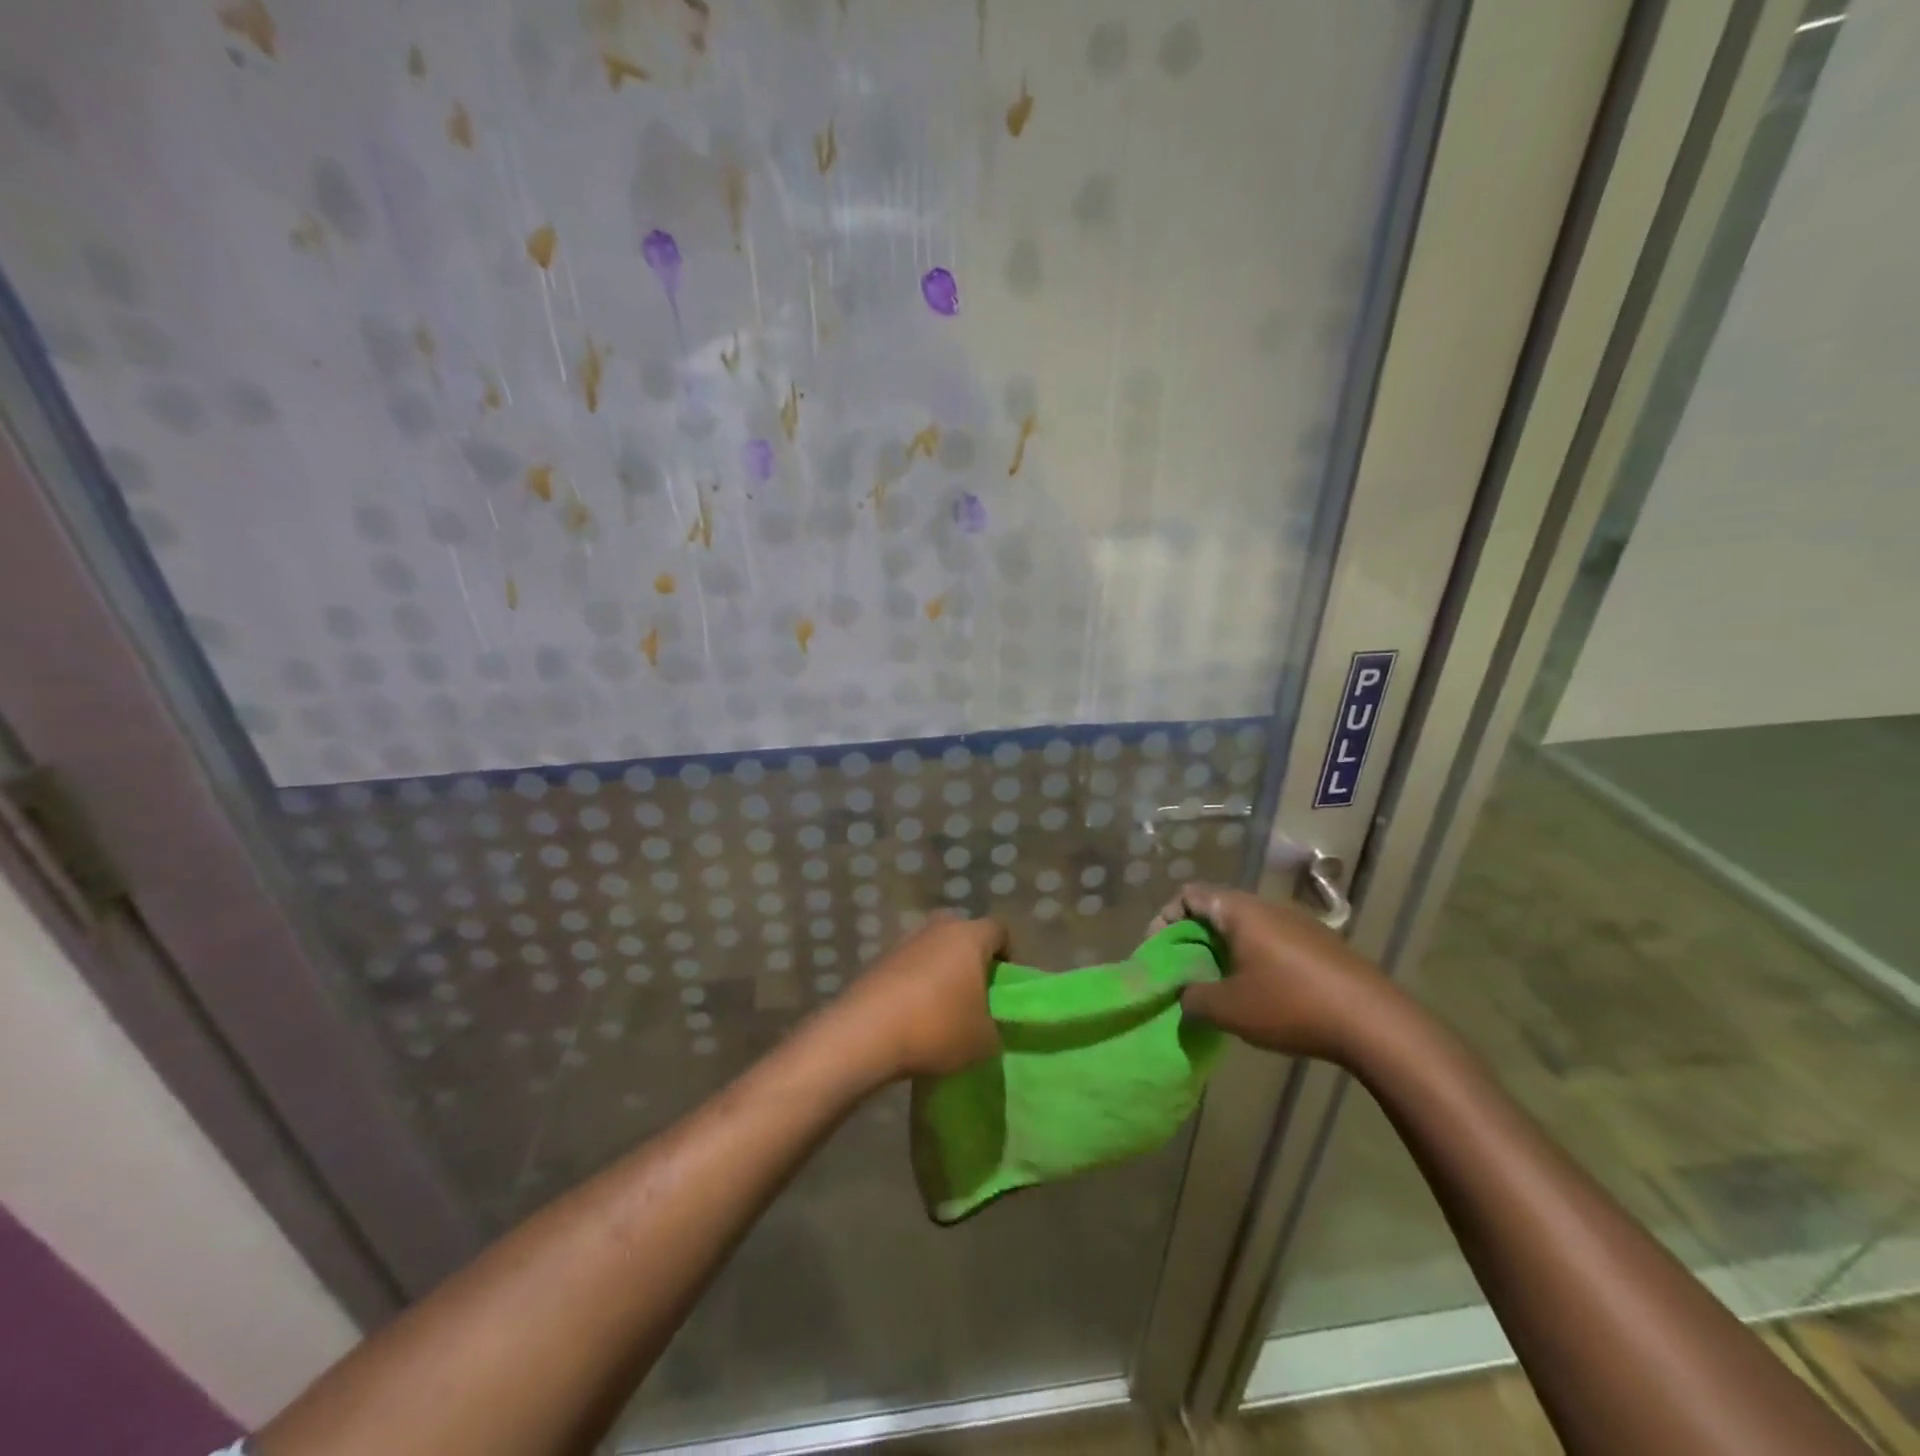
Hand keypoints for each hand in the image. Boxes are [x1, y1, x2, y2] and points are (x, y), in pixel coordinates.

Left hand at [829, 913, 1006, 1080]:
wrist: (865, 1034)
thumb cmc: (936, 1027)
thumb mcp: (983, 1041)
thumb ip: (995, 1028)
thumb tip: (988, 1026)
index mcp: (969, 936)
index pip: (999, 930)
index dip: (1008, 955)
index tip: (1004, 987)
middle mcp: (936, 928)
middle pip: (963, 934)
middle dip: (971, 960)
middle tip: (975, 994)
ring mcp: (904, 942)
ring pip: (933, 950)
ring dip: (940, 972)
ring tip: (941, 1010)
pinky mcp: (878, 961)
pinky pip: (908, 966)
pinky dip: (914, 984)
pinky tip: (913, 1017)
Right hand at [1149, 883, 1398, 1063]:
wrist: (1377, 1024)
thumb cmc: (1291, 1005)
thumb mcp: (1229, 1008)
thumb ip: (1193, 997)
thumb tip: (1183, 994)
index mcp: (1240, 911)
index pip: (1189, 894)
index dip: (1164, 919)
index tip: (1158, 952)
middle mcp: (1267, 907)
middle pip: (1215, 910)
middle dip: (1192, 939)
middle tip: (1183, 972)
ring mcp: (1298, 924)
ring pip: (1245, 927)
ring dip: (1223, 951)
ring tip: (1217, 986)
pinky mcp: (1320, 945)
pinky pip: (1270, 941)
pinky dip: (1251, 959)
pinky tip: (1257, 994)